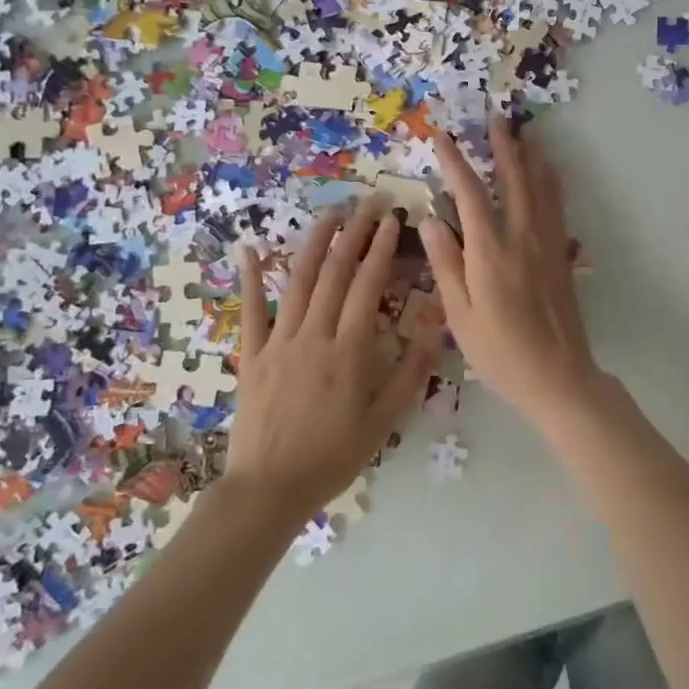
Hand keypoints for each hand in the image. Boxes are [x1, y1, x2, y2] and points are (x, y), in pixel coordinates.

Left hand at [229, 198, 439, 515]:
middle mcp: (313, 335)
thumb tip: (437, 324)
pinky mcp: (251, 355)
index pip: (367, 287)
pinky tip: (251, 249)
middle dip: (355, 233)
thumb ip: (412, 369)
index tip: (394, 220)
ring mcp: (277, 342)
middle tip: (370, 201)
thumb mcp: (385, 418)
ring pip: (297, 282)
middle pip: (334, 274)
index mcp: (349, 351)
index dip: (381, 250)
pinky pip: (250, 311)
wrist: (270, 487)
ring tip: (331, 214)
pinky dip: (251, 278)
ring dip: (314, 243)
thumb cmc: (334, 455)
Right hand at [422, 119, 598, 426]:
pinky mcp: (562, 256)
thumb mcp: (459, 315)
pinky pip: (557, 207)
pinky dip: (551, 183)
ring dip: (531, 157)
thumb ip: (446, 263)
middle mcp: (522, 238)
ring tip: (526, 132)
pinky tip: (549, 174)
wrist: (558, 375)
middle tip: (496, 118)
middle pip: (513, 181)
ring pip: (541, 189)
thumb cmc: (500, 352)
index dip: (455, 163)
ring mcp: (547, 245)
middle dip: (503, 147)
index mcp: (490, 252)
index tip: (442, 136)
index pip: (470, 195)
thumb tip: (429, 219)